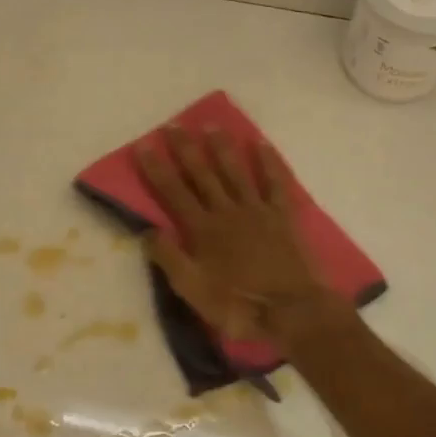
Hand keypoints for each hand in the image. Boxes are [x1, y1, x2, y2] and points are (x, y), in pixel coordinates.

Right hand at [138, 125, 334, 341]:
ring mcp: (257, 210)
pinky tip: (260, 143)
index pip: (173, 192)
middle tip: (174, 124)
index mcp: (202, 229)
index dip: (157, 168)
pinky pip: (275, 183)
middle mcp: (227, 211)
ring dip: (222, 147)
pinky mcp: (283, 216)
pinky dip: (268, 162)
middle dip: (186, 149)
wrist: (292, 312)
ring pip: (236, 171)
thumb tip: (146, 230)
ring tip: (211, 125)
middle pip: (202, 174)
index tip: (144, 144)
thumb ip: (169, 258)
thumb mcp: (192, 290)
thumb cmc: (238, 305)